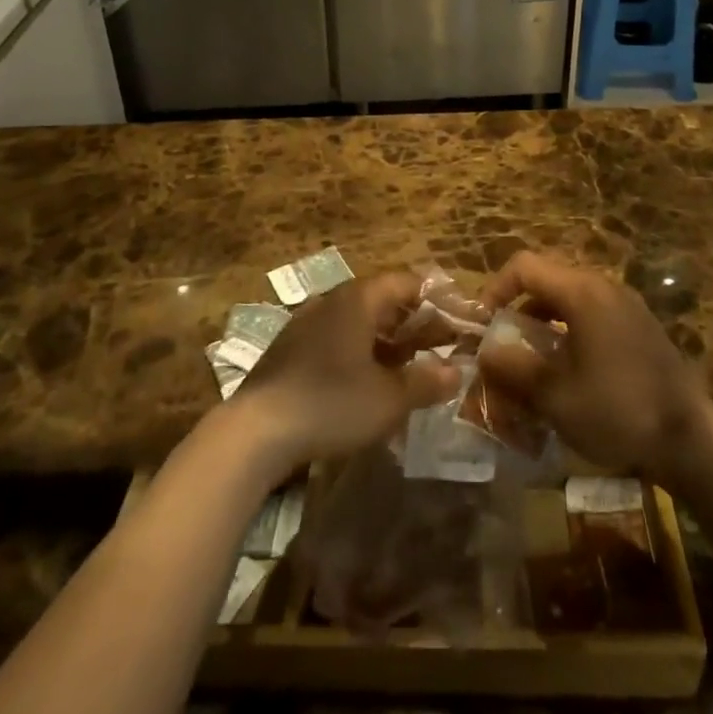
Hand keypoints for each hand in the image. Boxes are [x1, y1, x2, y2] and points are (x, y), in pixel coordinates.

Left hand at [234, 271, 460, 473]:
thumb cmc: (330, 404)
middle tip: (438, 349)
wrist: (255, 431)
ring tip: (408, 368)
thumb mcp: (388, 399)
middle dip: (413, 324)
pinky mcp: (290, 347)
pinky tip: (366, 383)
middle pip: (383, 300)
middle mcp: (333, 299)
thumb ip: (426, 382)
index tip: (457, 323)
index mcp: (359, 298)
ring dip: (387, 340)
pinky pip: (336, 338)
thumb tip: (457, 372)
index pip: (407, 282)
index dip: (436, 300)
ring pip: (358, 321)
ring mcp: (307, 322)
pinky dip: (359, 352)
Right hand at [478, 252, 711, 482]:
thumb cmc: (618, 411)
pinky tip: (568, 371)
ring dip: (543, 322)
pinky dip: (569, 330)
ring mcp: (626, 304)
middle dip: (518, 308)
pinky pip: (592, 314)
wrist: (691, 440)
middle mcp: (604, 286)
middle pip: (547, 279)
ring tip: (531, 362)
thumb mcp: (555, 396)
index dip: (495, 289)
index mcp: (581, 292)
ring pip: (569, 298)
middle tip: (504, 345)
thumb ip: (513, 369)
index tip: (482, 325)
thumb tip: (483, 353)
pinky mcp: (639, 326)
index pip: (524, 266)